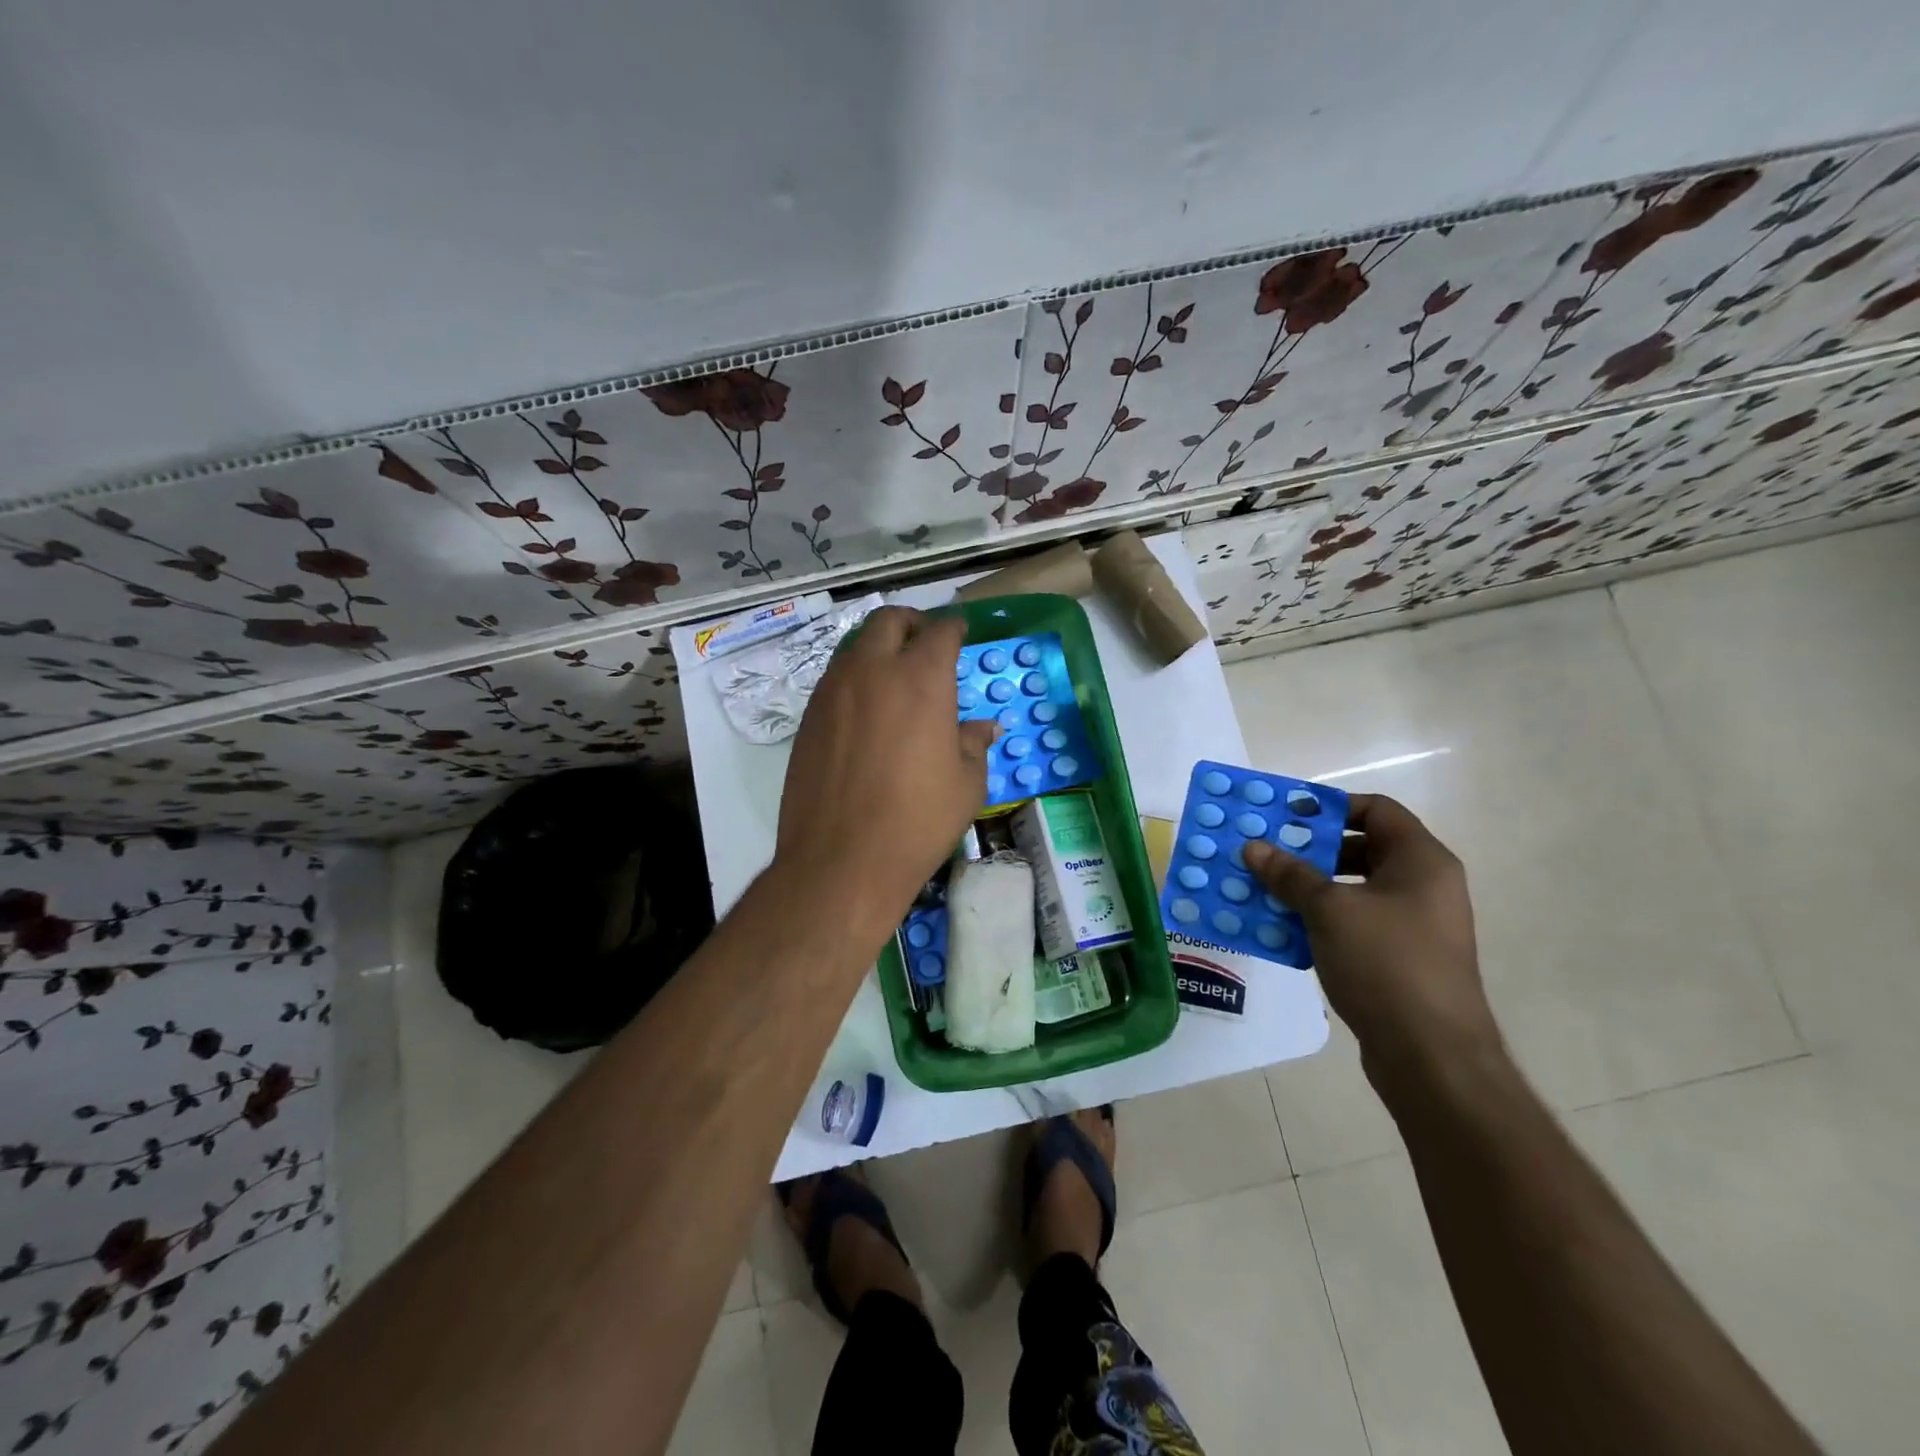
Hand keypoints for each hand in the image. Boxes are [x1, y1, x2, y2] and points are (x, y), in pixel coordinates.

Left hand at [774, 607, 996, 947]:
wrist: (841, 860)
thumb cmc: (917, 821)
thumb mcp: (966, 784)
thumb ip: (974, 744)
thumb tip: (983, 728)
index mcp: (920, 679)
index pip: (940, 632)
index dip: (953, 628)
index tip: (959, 632)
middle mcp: (872, 671)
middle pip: (888, 621)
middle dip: (910, 623)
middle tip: (924, 641)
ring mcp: (833, 691)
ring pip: (855, 646)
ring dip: (878, 649)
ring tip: (894, 676)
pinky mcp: (808, 717)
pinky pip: (835, 680)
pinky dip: (855, 679)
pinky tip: (866, 711)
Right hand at [1244, 794, 1498, 1085]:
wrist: (1433, 1057)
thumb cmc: (1386, 964)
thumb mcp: (1329, 910)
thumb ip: (1290, 874)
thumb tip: (1254, 847)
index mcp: (1422, 861)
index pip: (1376, 809)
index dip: (1330, 806)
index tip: (1286, 816)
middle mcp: (1425, 886)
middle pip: (1363, 848)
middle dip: (1311, 849)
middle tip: (1267, 853)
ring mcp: (1415, 925)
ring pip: (1355, 889)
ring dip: (1310, 887)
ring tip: (1265, 890)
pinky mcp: (1402, 959)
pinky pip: (1356, 923)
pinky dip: (1321, 920)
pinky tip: (1284, 929)